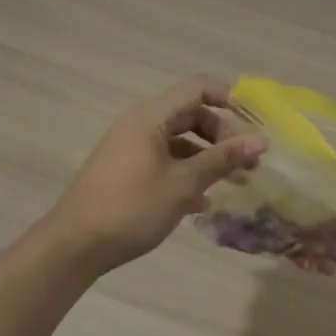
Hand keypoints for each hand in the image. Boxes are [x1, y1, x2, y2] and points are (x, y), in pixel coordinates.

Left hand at [44, 78, 266, 273]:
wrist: (75, 245)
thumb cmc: (132, 207)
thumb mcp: (184, 183)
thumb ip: (223, 159)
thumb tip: (260, 139)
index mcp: (151, 117)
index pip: (197, 89)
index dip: (230, 99)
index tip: (257, 123)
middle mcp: (140, 126)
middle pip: (191, 116)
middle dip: (224, 136)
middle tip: (251, 162)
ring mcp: (132, 150)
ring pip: (180, 143)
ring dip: (210, 158)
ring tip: (238, 183)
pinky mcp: (127, 173)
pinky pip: (166, 163)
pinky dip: (188, 175)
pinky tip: (204, 202)